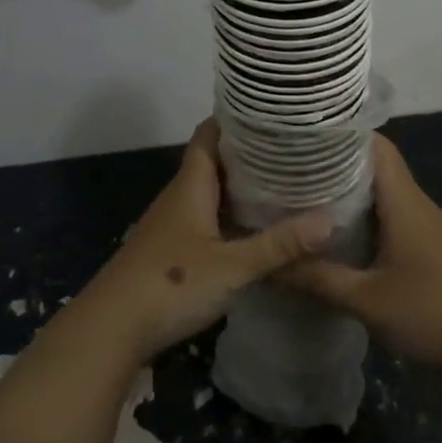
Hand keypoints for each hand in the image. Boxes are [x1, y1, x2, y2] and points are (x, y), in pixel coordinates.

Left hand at [78, 120, 334, 365]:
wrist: (112, 328)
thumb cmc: (172, 283)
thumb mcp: (233, 266)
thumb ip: (278, 245)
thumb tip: (329, 220)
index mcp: (192, 185)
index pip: (209, 134)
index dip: (234, 120)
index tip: (269, 114)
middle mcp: (180, 197)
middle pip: (212, 162)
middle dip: (246, 155)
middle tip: (289, 151)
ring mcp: (171, 225)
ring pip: (208, 193)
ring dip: (238, 188)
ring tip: (280, 185)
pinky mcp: (169, 251)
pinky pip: (204, 220)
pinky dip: (228, 217)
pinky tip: (251, 231)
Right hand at [282, 134, 441, 373]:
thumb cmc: (432, 313)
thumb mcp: (368, 300)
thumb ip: (319, 279)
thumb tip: (270, 264)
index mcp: (403, 201)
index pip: (375, 145)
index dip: (342, 134)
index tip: (304, 135)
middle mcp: (415, 203)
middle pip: (374, 165)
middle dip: (335, 162)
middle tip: (292, 167)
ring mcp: (424, 224)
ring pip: (381, 191)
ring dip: (348, 190)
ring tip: (304, 193)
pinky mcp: (426, 245)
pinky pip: (389, 214)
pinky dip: (363, 214)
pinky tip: (336, 231)